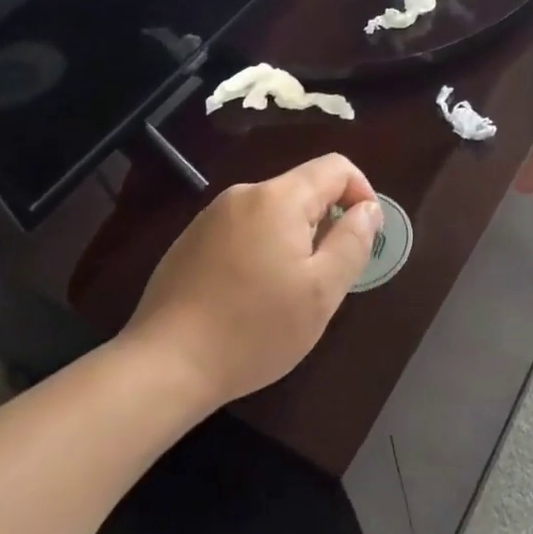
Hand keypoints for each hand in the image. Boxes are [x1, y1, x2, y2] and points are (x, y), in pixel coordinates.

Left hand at [120, 154, 381, 406]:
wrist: (164, 366)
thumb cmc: (254, 329)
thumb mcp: (321, 291)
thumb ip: (353, 241)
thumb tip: (368, 208)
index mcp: (279, 198)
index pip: (336, 167)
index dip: (362, 193)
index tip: (363, 237)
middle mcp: (244, 194)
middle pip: (303, 189)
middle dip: (325, 223)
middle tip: (325, 278)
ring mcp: (211, 216)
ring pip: (273, 212)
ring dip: (293, 240)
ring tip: (286, 293)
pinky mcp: (190, 241)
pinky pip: (243, 230)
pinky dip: (261, 251)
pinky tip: (249, 298)